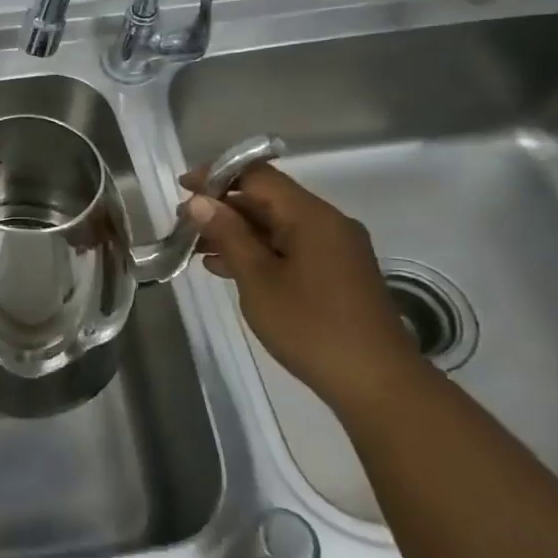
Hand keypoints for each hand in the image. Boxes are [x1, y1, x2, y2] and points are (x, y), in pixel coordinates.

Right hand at [178, 160, 428, 414]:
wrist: (375, 382)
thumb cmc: (310, 326)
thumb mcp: (258, 279)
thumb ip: (228, 235)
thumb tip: (199, 201)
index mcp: (311, 216)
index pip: (258, 176)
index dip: (217, 175)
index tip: (182, 187)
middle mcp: (327, 223)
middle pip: (267, 199)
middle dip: (223, 207)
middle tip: (183, 224)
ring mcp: (334, 249)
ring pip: (276, 225)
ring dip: (237, 232)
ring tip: (196, 247)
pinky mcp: (336, 273)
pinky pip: (290, 247)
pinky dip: (257, 251)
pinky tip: (226, 268)